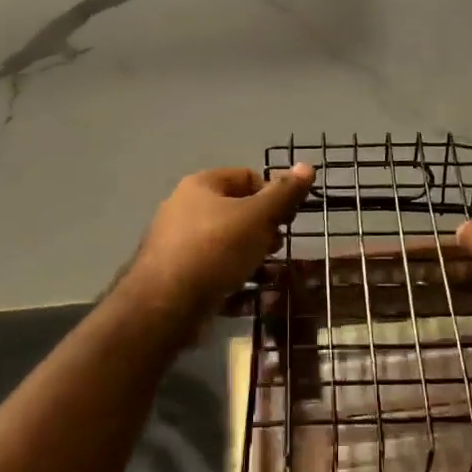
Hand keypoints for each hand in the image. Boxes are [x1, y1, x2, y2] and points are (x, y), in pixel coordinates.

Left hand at [125, 165, 313, 313]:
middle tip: (277, 247)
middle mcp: (184, 209)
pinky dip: (235, 280)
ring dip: (253, 257)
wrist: (164, 305)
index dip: (273, 194)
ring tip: (269, 274)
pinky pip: (214, 271)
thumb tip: (307, 166)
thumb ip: (284, 194)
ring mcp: (178, 244)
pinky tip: (251, 295)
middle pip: (236, 211)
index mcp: (201, 186)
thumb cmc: (215, 249)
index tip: (288, 218)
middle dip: (263, 229)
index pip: (247, 177)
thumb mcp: (257, 217)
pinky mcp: (177, 276)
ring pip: (227, 244)